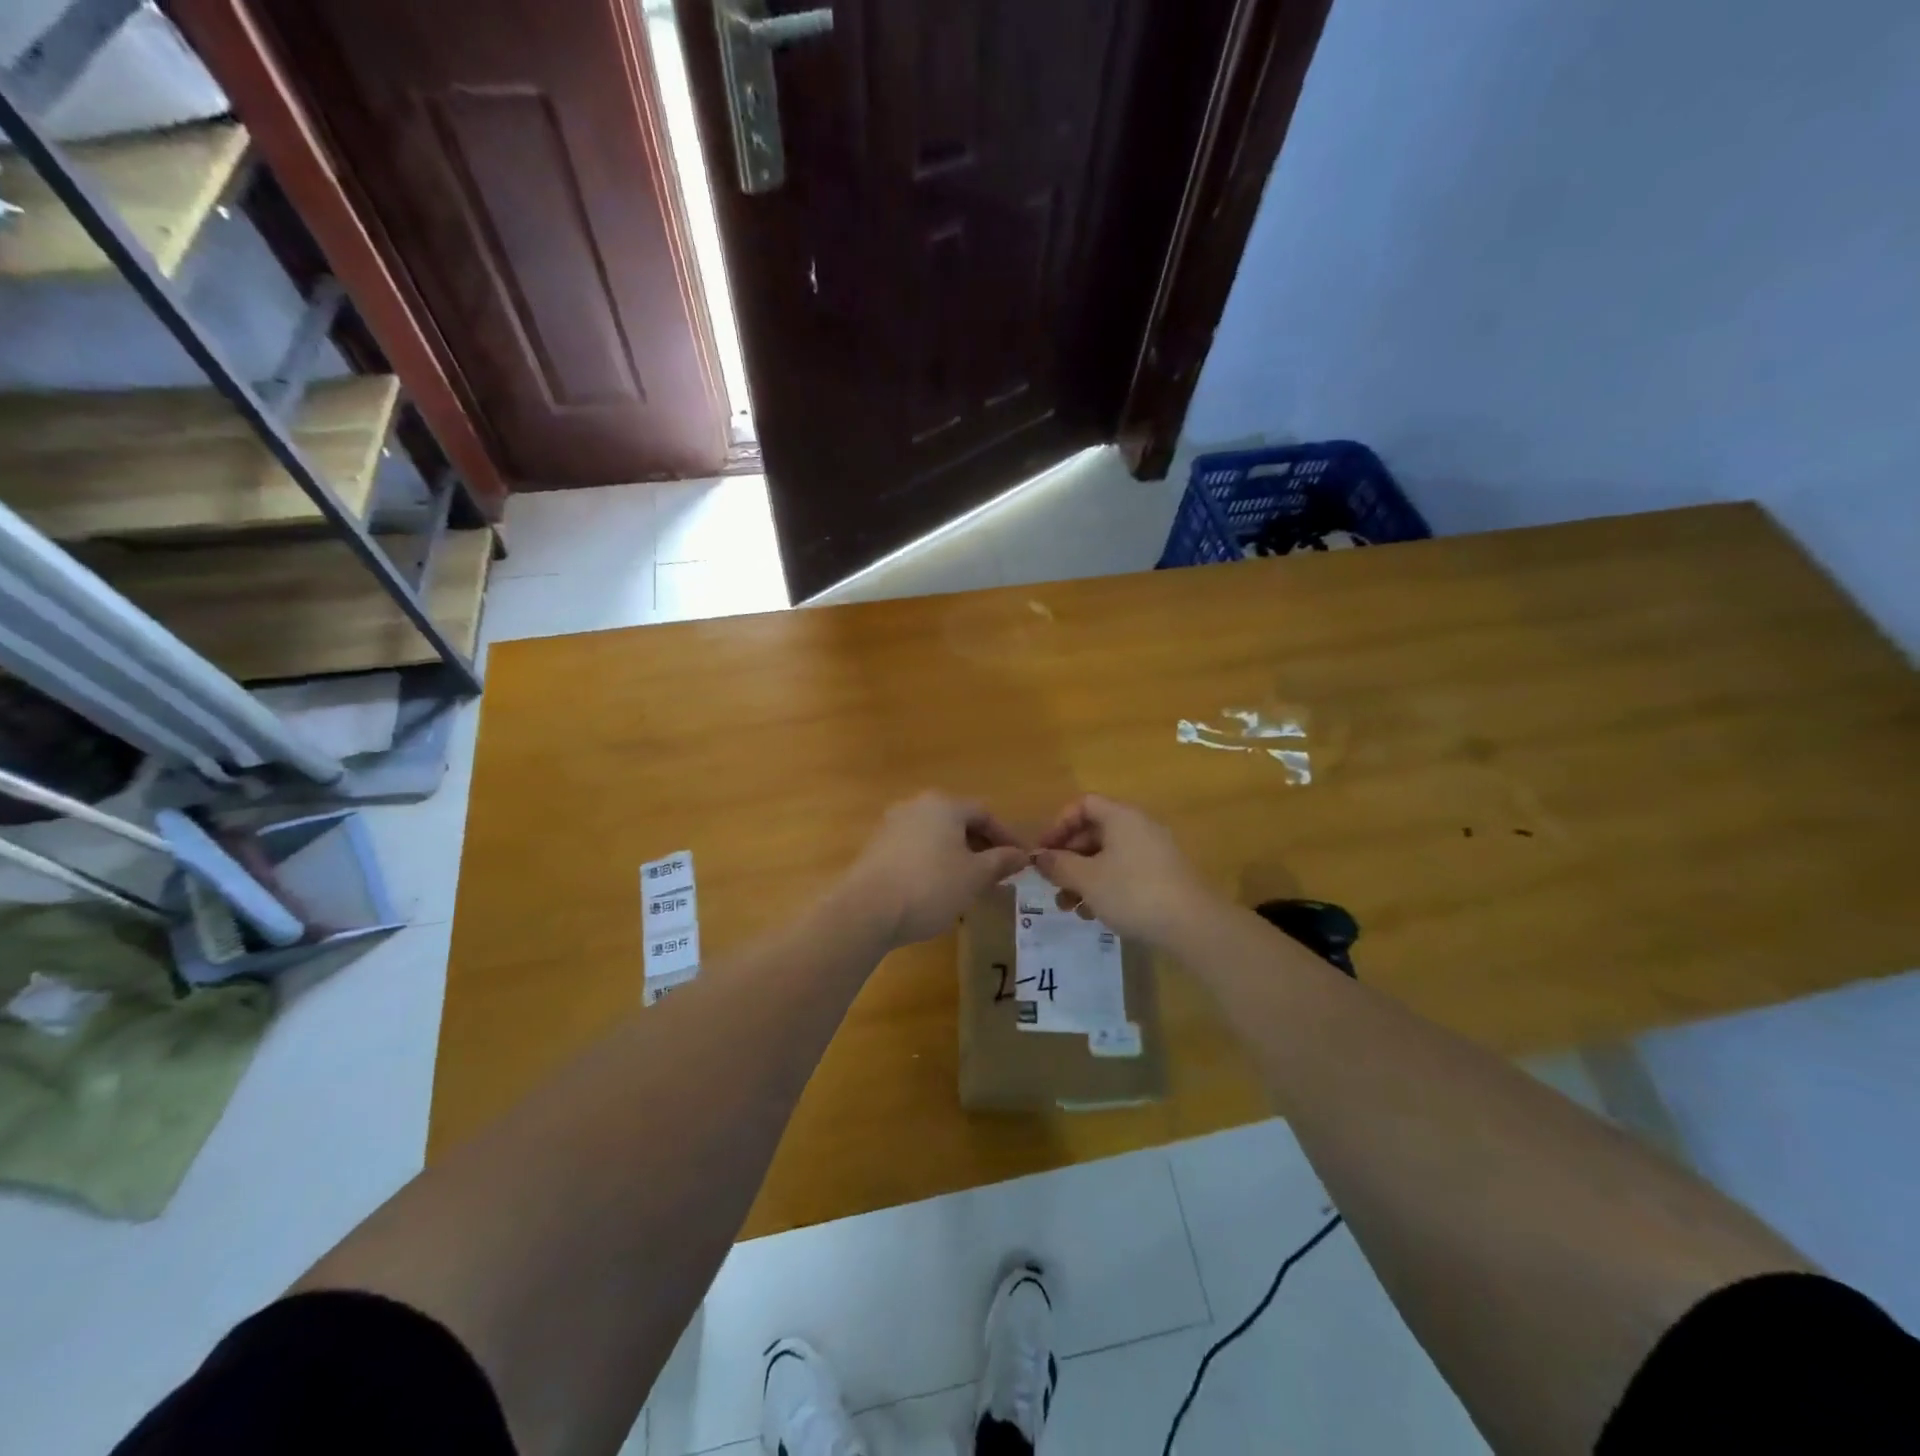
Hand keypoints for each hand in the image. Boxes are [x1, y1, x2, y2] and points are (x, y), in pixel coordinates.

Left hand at [841, 793, 1031, 947]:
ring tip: (970, 884)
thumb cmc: (931, 886)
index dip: (1006, 836)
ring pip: (935, 836)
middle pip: (957, 821)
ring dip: (957, 855)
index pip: (984, 813)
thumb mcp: (975, 876)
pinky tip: (938, 888)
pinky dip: (933, 862)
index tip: (1021, 860)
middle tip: (997, 873)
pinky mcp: (876, 848)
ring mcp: (892, 825)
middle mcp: (916, 806)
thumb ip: (1000, 861)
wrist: (867, 909)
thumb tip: (1021, 855)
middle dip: (981, 846)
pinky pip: (915, 849)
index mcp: (943, 805)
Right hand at [1034, 794, 1215, 947]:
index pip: (1083, 804)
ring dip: (1082, 877)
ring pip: (1107, 856)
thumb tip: (1038, 857)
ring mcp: (1153, 853)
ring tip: (1067, 906)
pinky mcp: (1162, 877)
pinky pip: (1124, 872)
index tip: (1044, 851)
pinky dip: (1104, 887)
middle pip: (1094, 832)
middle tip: (1051, 882)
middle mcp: (1139, 827)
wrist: (1193, 925)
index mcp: (1121, 817)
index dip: (1059, 824)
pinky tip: (1093, 914)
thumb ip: (1058, 865)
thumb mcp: (1087, 879)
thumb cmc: (1132, 892)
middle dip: (1068, 857)